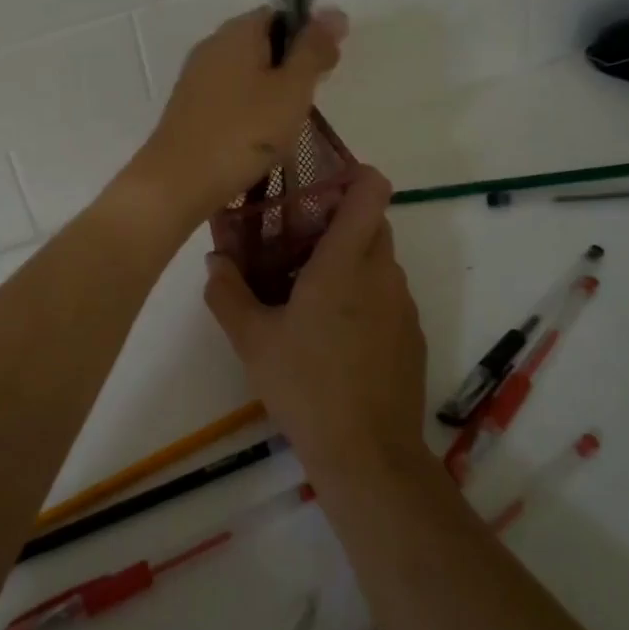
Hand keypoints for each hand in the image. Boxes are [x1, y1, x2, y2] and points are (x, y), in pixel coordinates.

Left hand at [127, 6, 346, 222]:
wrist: (177, 181)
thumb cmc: (243, 132)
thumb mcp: (291, 89)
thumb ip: (313, 50)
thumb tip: (335, 11)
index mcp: (238, 31)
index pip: (281, 13)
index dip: (310, 35)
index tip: (326, 69)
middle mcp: (213, 44)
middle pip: (263, 41)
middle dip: (292, 66)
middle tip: (308, 101)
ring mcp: (197, 76)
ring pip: (247, 71)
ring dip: (272, 90)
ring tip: (286, 124)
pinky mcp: (189, 106)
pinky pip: (230, 94)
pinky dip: (250, 108)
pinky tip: (258, 136)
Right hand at [203, 167, 427, 478]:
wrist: (368, 455)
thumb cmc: (306, 386)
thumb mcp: (252, 340)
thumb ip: (227, 292)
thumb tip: (216, 260)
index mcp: (345, 262)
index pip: (371, 190)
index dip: (353, 175)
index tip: (319, 186)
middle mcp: (383, 273)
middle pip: (373, 222)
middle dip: (340, 222)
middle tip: (297, 241)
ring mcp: (403, 305)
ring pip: (380, 260)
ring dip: (351, 261)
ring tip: (309, 291)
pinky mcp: (413, 335)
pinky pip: (388, 294)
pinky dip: (365, 295)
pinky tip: (335, 334)